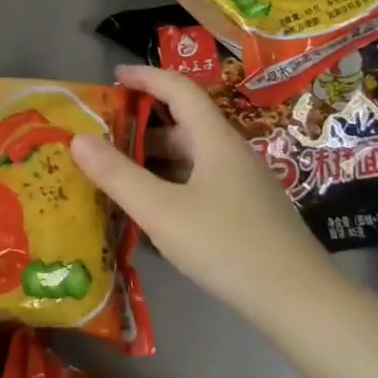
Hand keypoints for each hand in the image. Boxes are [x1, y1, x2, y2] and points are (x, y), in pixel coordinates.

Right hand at [70, 64, 328, 316]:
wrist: (299, 300)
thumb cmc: (227, 245)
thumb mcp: (161, 211)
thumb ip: (117, 175)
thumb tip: (77, 137)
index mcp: (215, 140)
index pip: (179, 90)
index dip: (146, 77)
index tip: (113, 77)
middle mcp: (231, 154)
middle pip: (184, 124)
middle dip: (142, 124)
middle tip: (103, 133)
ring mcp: (243, 184)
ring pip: (192, 157)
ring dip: (154, 157)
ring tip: (117, 171)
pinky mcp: (247, 212)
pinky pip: (200, 182)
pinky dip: (170, 183)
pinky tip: (152, 209)